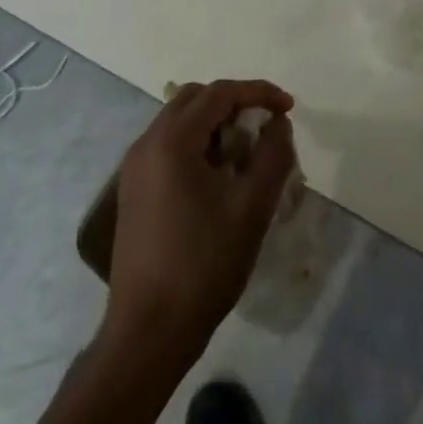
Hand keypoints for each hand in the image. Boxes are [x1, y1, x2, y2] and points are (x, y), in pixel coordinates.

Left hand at [104, 79, 295, 360]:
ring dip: (215, 124)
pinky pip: (169, 146)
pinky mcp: (133, 191)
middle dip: (235, 103)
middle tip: (265, 126)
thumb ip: (273, 154)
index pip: (220, 93)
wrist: (148, 332)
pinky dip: (198, 145)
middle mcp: (147, 143)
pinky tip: (219, 176)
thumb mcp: (252, 207)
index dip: (258, 92)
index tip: (288, 107)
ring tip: (246, 153)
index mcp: (172, 140)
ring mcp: (135, 167)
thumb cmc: (204, 264)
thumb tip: (277, 123)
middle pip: (196, 99)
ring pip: (180, 122)